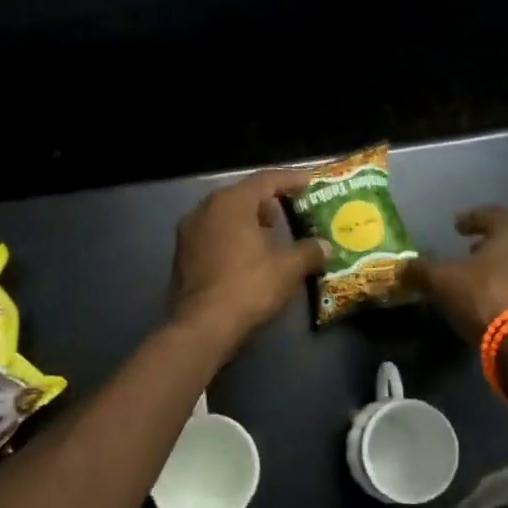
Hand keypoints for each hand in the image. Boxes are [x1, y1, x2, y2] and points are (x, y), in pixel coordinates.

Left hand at [168, 170, 328, 353]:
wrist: (202, 327)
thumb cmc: (248, 286)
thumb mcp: (288, 268)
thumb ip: (309, 251)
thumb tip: (325, 246)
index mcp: (231, 202)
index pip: (266, 179)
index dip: (291, 180)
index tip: (310, 182)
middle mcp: (205, 209)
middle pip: (242, 195)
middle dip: (268, 202)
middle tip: (291, 211)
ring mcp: (188, 232)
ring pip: (225, 216)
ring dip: (249, 221)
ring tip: (272, 236)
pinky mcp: (182, 256)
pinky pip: (213, 236)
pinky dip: (233, 238)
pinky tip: (248, 257)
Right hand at [405, 205, 507, 342]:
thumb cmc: (485, 296)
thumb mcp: (442, 280)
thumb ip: (421, 270)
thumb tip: (402, 267)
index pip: (495, 214)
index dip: (474, 217)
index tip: (457, 225)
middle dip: (486, 248)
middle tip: (466, 255)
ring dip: (497, 274)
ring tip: (474, 286)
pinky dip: (505, 297)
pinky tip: (488, 310)